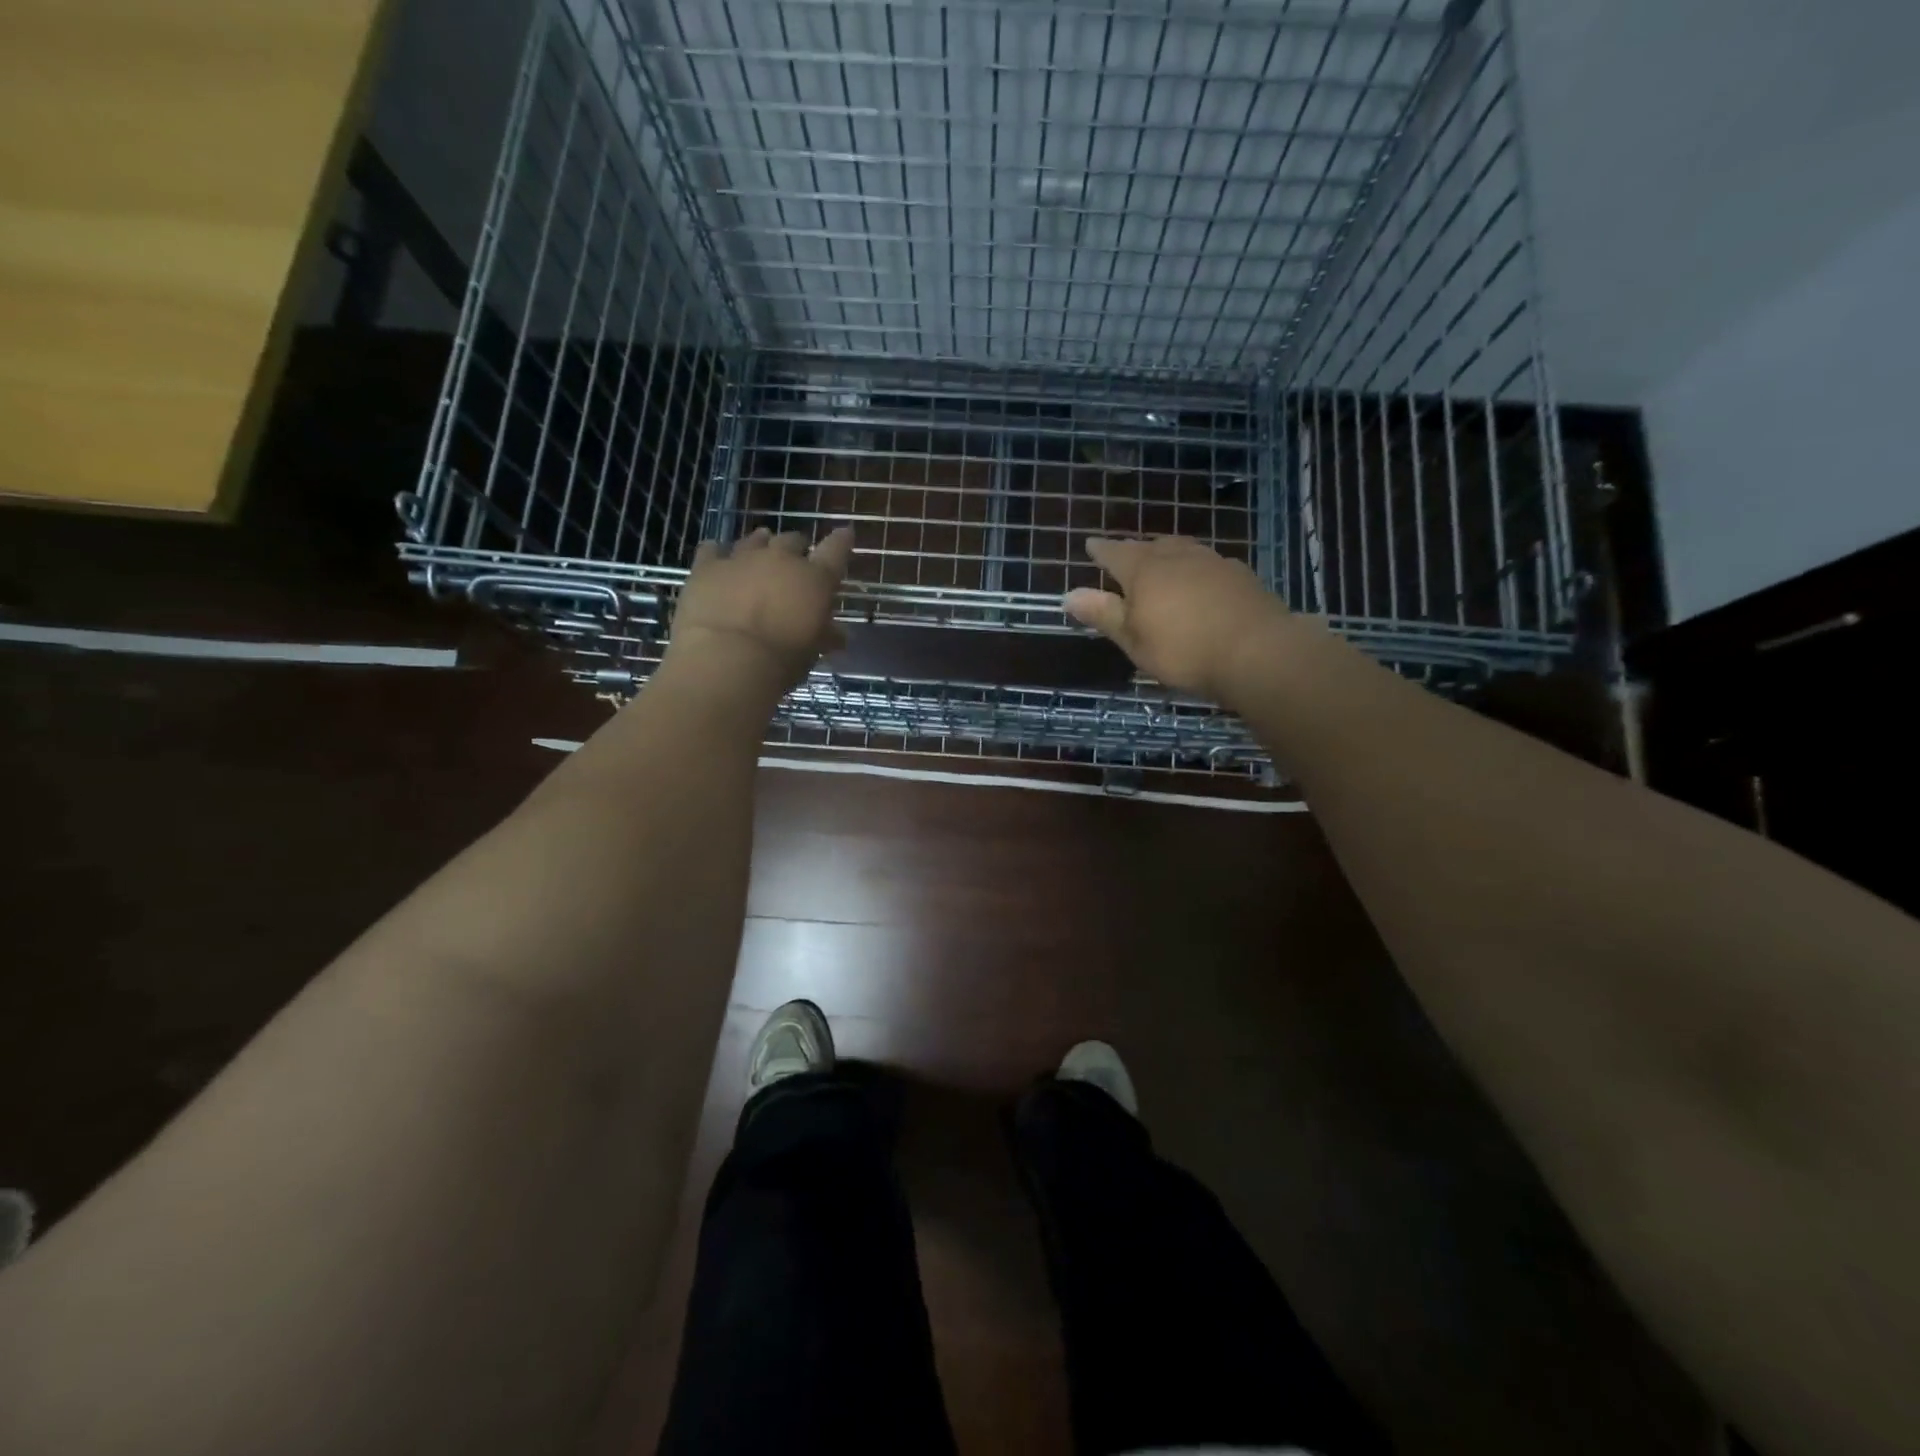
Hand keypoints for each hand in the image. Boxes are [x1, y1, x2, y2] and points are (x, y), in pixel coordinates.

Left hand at [667, 526, 853, 690]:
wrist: (725, 660)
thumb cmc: (781, 661)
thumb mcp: (812, 652)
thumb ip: (825, 636)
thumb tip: (838, 635)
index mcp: (815, 579)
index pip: (836, 549)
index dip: (841, 541)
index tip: (845, 535)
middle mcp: (781, 559)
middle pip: (792, 540)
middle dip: (795, 549)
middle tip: (794, 562)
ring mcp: (742, 558)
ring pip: (755, 540)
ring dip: (760, 545)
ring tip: (759, 552)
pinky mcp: (707, 566)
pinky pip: (712, 549)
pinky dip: (717, 553)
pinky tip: (717, 558)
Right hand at [1064, 536, 1290, 702]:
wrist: (1258, 651)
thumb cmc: (1183, 649)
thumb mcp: (1133, 639)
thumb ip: (1102, 614)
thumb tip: (1068, 595)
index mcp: (1144, 570)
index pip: (1115, 553)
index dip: (1101, 550)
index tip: (1090, 545)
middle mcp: (1177, 557)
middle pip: (1150, 546)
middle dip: (1135, 550)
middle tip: (1125, 554)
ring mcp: (1212, 562)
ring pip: (1182, 549)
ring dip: (1168, 553)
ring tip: (1162, 560)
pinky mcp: (1240, 576)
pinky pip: (1208, 563)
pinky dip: (1195, 568)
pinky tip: (1201, 580)